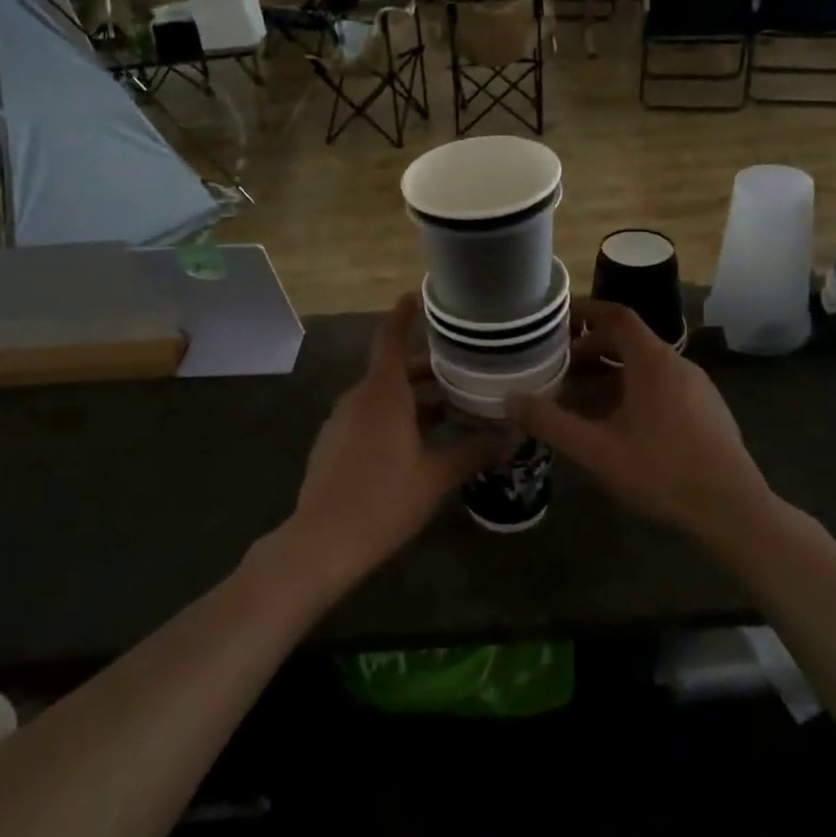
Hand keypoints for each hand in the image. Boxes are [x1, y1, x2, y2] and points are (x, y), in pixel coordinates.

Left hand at [283, 295, 512, 583]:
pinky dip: (394, 417)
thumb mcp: (435, 475)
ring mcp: (341, 421)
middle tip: (464, 371)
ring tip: (450, 410)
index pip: (391, 337)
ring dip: (414, 398)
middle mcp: (358, 397)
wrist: (322, 542)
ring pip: (382, 396)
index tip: (421, 295)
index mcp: (382, 392)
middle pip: (393, 369)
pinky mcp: (333, 443)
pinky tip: (417, 443)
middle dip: (428, 369)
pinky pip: (368, 416)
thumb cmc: (383, 499)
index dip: (404, 313)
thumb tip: (513, 436)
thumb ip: (474, 451)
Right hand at [507, 299, 771, 547]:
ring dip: (609, 376)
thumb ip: (550, 422)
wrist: (734, 511)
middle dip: (590, 351)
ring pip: (645, 368)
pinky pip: (662, 387)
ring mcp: (697, 388)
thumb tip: (510, 399)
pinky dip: (633, 392)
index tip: (557, 319)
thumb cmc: (662, 472)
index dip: (586, 311)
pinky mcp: (707, 411)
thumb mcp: (596, 450)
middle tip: (558, 368)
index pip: (617, 315)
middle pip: (628, 342)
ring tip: (579, 401)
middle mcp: (677, 364)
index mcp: (653, 361)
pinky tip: (617, 427)